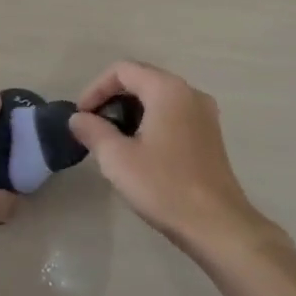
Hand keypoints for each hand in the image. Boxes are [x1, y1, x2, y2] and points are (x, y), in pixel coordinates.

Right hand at [69, 61, 286, 265]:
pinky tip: (139, 149)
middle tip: (93, 126)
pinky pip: (173, 113)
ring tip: (111, 138)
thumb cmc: (164, 186)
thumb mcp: (117, 159)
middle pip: (142, 79)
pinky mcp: (210, 134)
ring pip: (158, 97)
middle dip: (112, 98)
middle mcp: (190, 92)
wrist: (217, 225)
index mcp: (167, 90)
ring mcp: (204, 113)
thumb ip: (93, 131)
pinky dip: (151, 120)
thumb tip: (78, 119)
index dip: (95, 88)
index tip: (81, 116)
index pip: (122, 70)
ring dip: (131, 110)